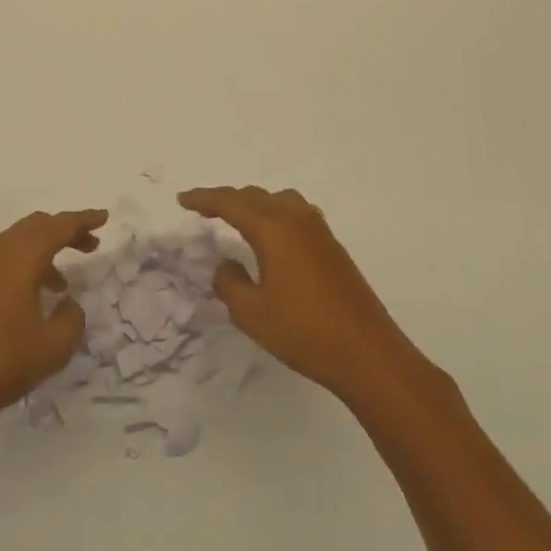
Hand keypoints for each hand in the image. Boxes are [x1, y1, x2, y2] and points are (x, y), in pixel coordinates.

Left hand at [0, 209, 105, 442]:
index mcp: (19, 257)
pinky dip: (19, 269)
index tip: (103, 219)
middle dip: (64, 232)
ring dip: (41, 254)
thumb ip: (71, 320)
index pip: (58, 226)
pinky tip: (25, 301)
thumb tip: (68, 304)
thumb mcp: (51, 349)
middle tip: (89, 245)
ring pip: (14, 244)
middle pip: (35, 227)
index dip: (83, 220)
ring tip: (61, 284)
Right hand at [179, 186, 415, 403]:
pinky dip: (274, 214)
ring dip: (254, 204)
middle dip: (226, 199)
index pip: (230, 202)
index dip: (204, 199)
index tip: (182, 199)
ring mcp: (318, 231)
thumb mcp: (252, 313)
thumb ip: (229, 284)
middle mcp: (295, 219)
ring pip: (278, 200)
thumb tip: (226, 266)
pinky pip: (295, 213)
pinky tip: (272, 236)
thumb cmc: (304, 332)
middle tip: (203, 209)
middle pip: (254, 196)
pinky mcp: (332, 246)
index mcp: (273, 228)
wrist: (367, 353)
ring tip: (237, 218)